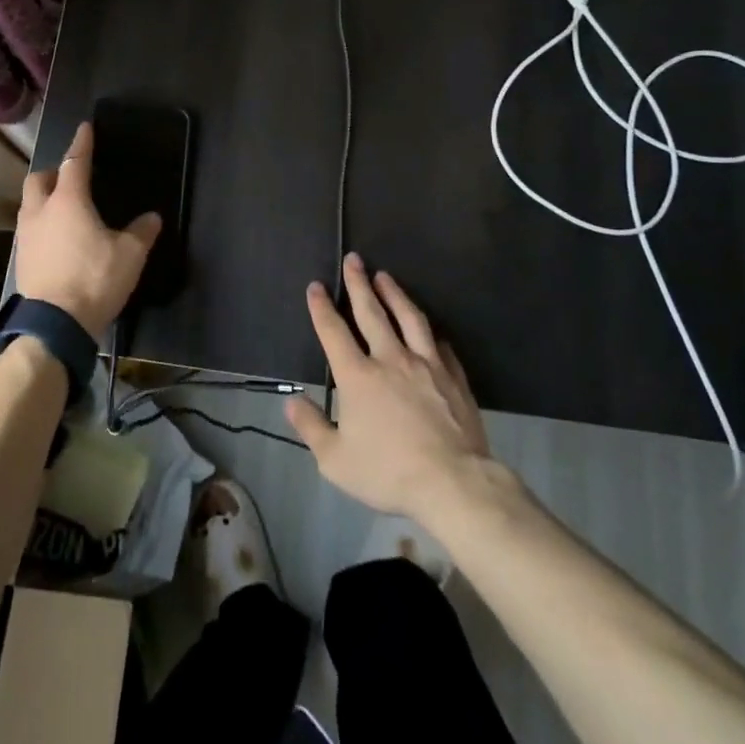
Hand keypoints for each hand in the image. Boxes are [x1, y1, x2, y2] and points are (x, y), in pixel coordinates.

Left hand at [14, 121, 161, 339]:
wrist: (55, 325)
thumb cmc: (94, 279)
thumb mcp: (130, 255)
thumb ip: (142, 232)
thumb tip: (153, 217)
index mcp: (68, 201)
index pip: (74, 162)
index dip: (81, 144)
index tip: (84, 128)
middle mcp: (40, 211)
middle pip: (39, 179)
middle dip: (53, 172)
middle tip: (70, 177)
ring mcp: (25, 235)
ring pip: (30, 204)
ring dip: (44, 198)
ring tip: (65, 209)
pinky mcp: (21, 258)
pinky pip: (30, 228)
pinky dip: (42, 224)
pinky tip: (57, 238)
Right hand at [285, 253, 504, 525]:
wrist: (453, 483)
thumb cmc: (389, 472)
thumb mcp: (336, 460)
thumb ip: (311, 427)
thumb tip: (291, 401)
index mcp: (358, 376)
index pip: (334, 332)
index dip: (322, 307)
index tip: (316, 286)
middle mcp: (390, 359)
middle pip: (372, 312)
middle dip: (358, 284)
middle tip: (354, 259)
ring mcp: (426, 365)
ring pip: (408, 318)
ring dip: (394, 294)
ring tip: (385, 276)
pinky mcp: (453, 377)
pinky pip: (439, 346)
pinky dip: (429, 333)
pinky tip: (428, 329)